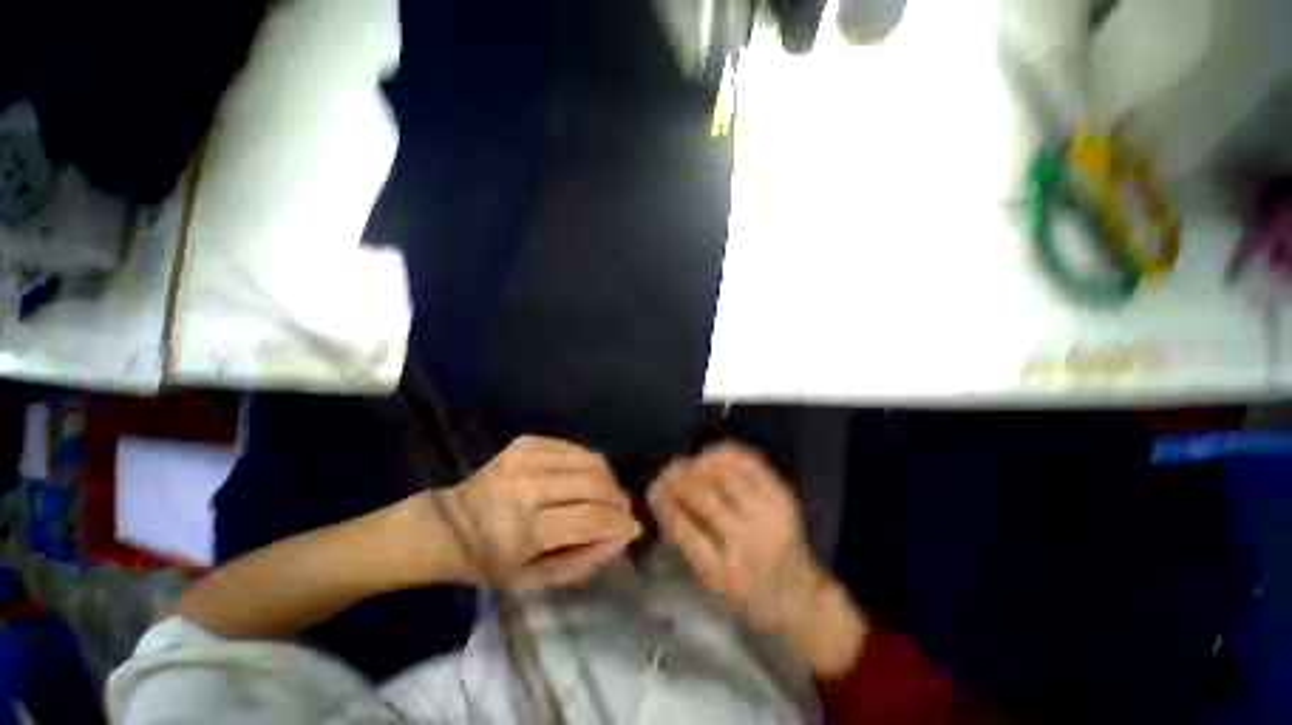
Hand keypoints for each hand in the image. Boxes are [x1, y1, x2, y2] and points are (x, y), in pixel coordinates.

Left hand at [413, 436, 641, 589]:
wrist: (447, 525)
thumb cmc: (490, 562)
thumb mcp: (533, 580)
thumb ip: (583, 561)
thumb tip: (622, 537)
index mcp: (522, 530)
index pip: (589, 518)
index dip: (618, 523)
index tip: (633, 528)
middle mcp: (526, 486)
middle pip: (594, 484)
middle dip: (618, 499)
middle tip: (623, 511)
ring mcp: (525, 458)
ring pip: (590, 460)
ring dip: (608, 479)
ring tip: (607, 495)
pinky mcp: (526, 442)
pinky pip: (575, 448)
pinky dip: (590, 464)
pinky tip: (587, 478)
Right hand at [648, 443, 867, 675]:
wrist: (803, 596)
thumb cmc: (752, 597)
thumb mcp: (715, 585)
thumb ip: (688, 544)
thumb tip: (665, 504)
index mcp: (729, 573)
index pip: (686, 529)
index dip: (665, 503)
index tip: (653, 490)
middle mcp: (751, 540)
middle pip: (704, 495)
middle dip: (677, 479)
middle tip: (665, 472)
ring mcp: (770, 513)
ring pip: (724, 475)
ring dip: (697, 464)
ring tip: (685, 464)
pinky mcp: (782, 496)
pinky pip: (749, 463)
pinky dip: (725, 454)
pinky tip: (710, 455)